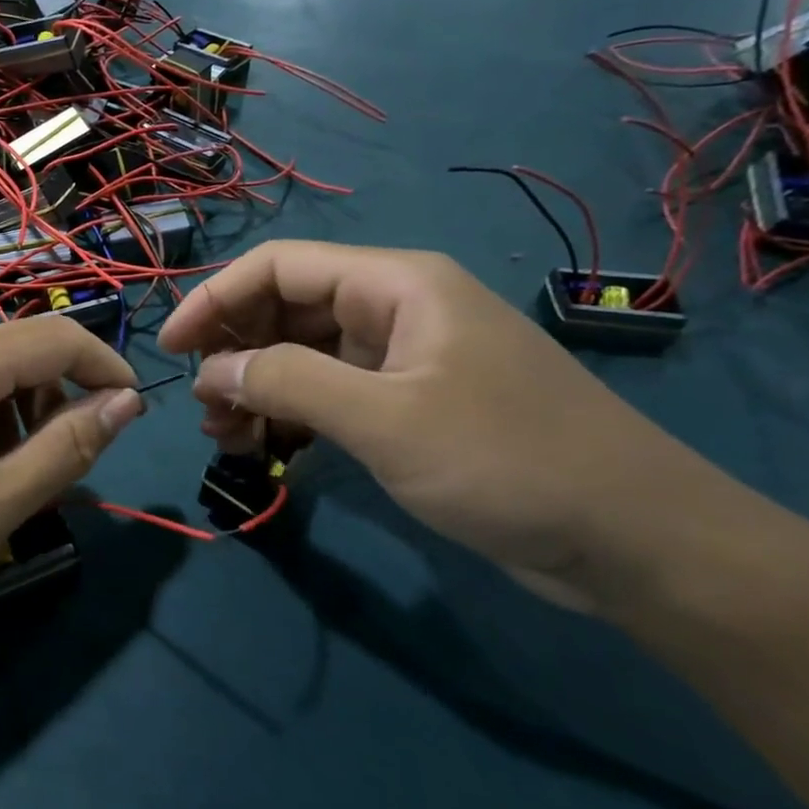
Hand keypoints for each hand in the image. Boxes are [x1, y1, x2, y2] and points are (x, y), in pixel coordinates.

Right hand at [158, 241, 714, 612]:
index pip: (279, 266)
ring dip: (256, 388)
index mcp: (394, 283)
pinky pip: (329, 394)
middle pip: (285, 308)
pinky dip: (290, 416)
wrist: (636, 542)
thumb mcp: (385, 419)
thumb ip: (288, 383)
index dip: (215, 298)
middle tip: (202, 407)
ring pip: (302, 355)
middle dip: (234, 352)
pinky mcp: (409, 404)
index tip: (172, 348)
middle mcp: (394, 308)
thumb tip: (211, 370)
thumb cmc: (508, 461)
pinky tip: (263, 448)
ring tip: (223, 436)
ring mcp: (402, 358)